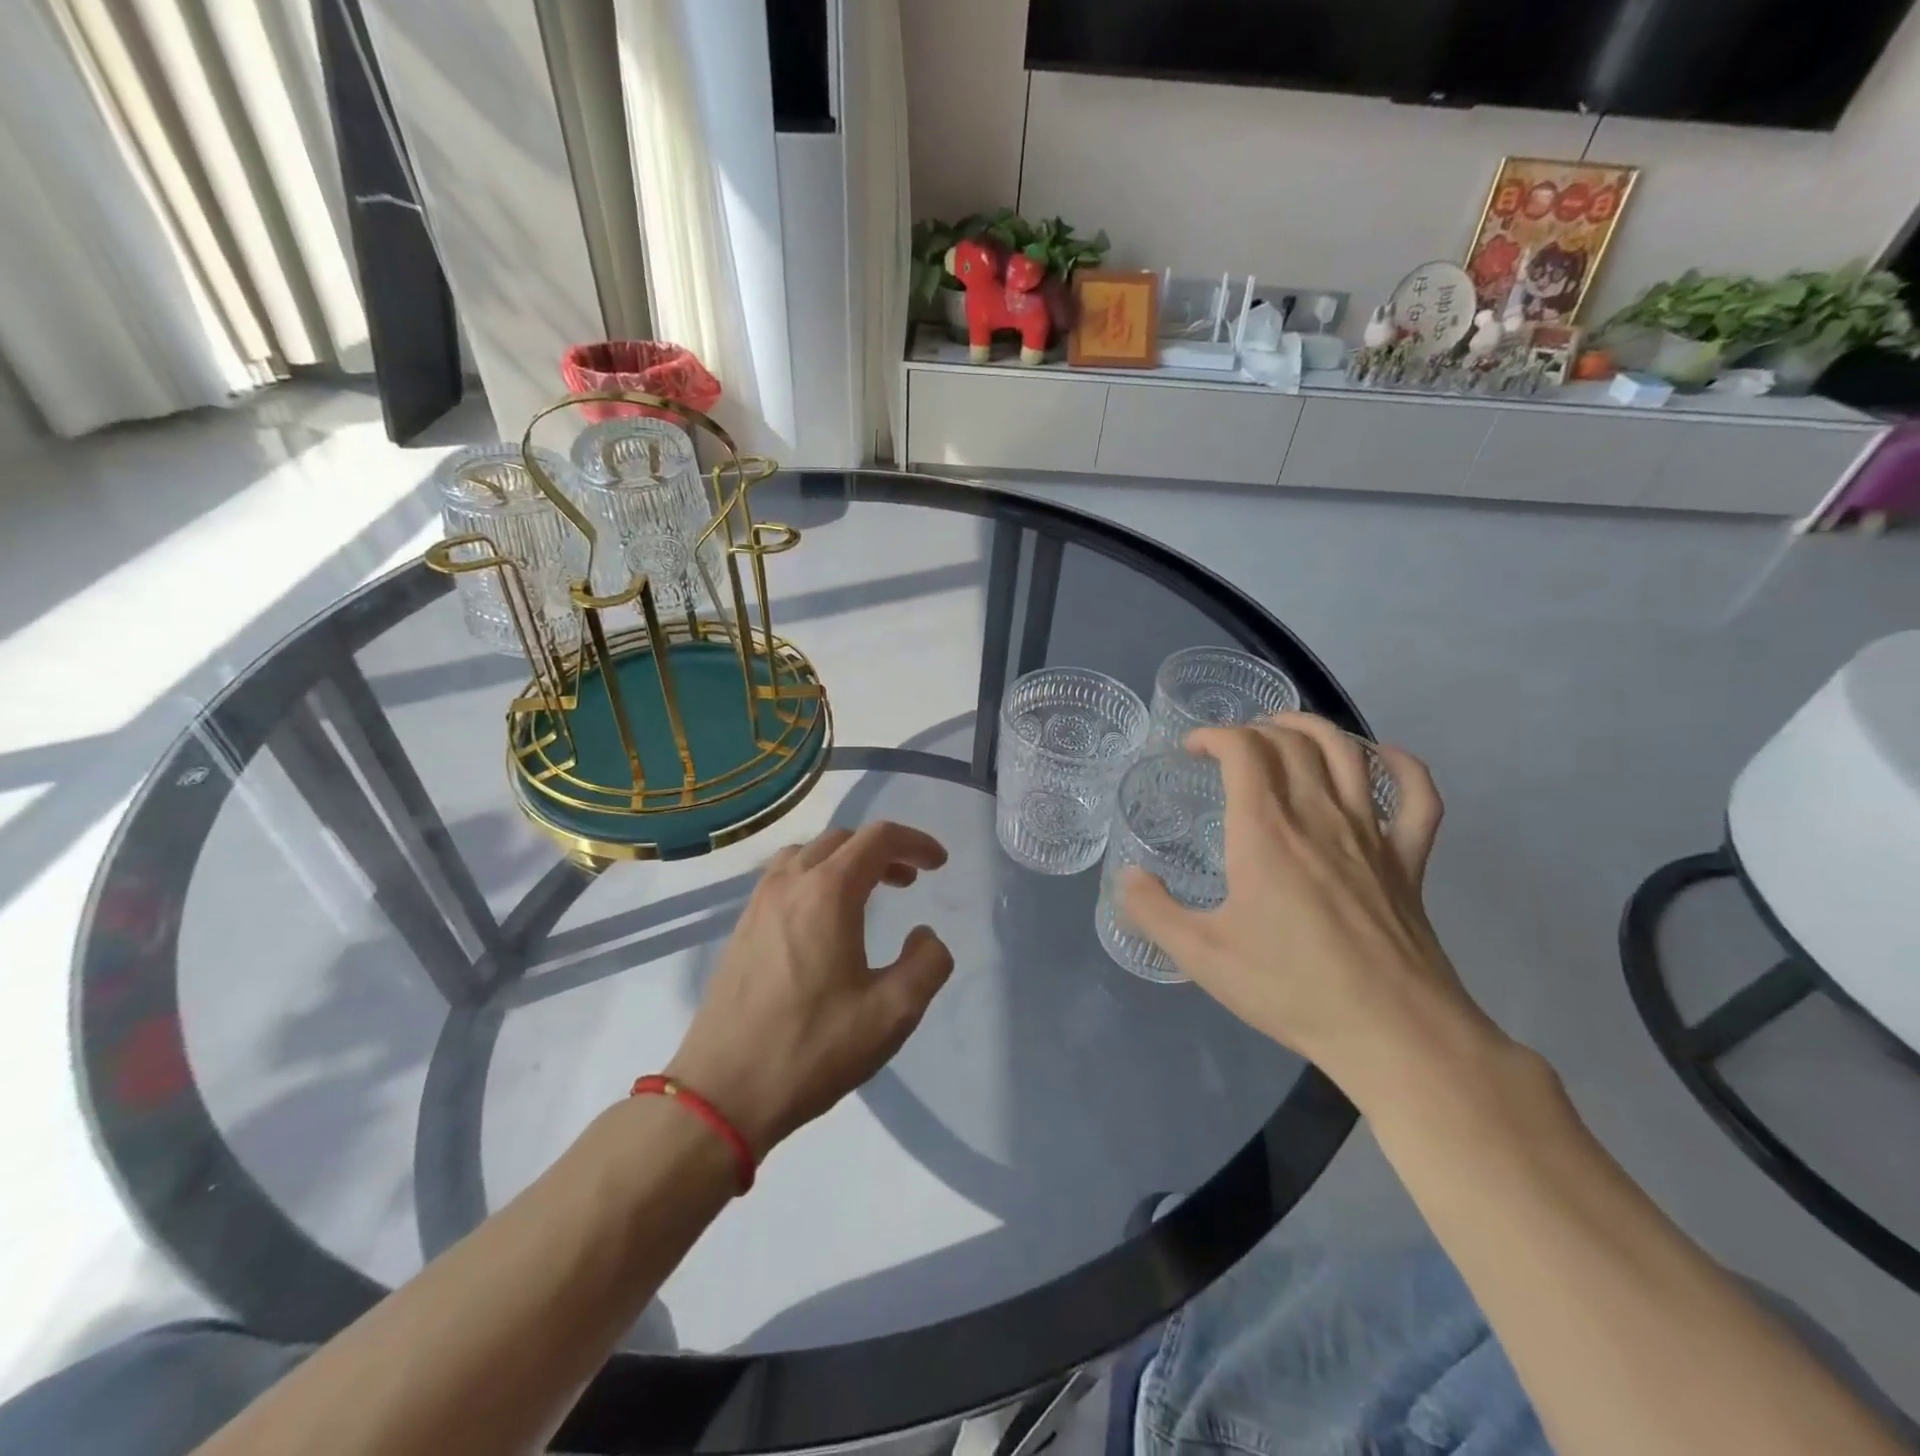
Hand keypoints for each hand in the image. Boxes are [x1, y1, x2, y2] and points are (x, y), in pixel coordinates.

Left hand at [667, 822, 952, 1158]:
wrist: (721, 1094)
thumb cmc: (812, 1049)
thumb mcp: (892, 1014)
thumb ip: (927, 964)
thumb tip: (925, 936)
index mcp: (827, 893)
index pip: (878, 839)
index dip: (915, 842)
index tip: (939, 864)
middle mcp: (788, 884)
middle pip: (842, 839)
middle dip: (882, 851)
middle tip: (909, 880)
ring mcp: (758, 904)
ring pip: (808, 854)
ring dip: (845, 860)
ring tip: (868, 892)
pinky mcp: (741, 928)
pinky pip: (784, 878)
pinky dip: (815, 877)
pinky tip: (825, 919)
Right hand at [1120, 714, 1491, 1098]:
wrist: (1393, 1033)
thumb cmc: (1290, 988)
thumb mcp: (1201, 956)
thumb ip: (1152, 911)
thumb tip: (1127, 877)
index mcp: (1265, 831)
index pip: (1242, 749)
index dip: (1212, 735)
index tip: (1190, 750)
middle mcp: (1318, 815)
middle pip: (1290, 740)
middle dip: (1252, 729)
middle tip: (1228, 748)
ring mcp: (1371, 833)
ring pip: (1347, 750)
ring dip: (1312, 727)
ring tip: (1285, 732)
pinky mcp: (1409, 859)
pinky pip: (1417, 794)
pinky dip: (1399, 765)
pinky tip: (1378, 760)